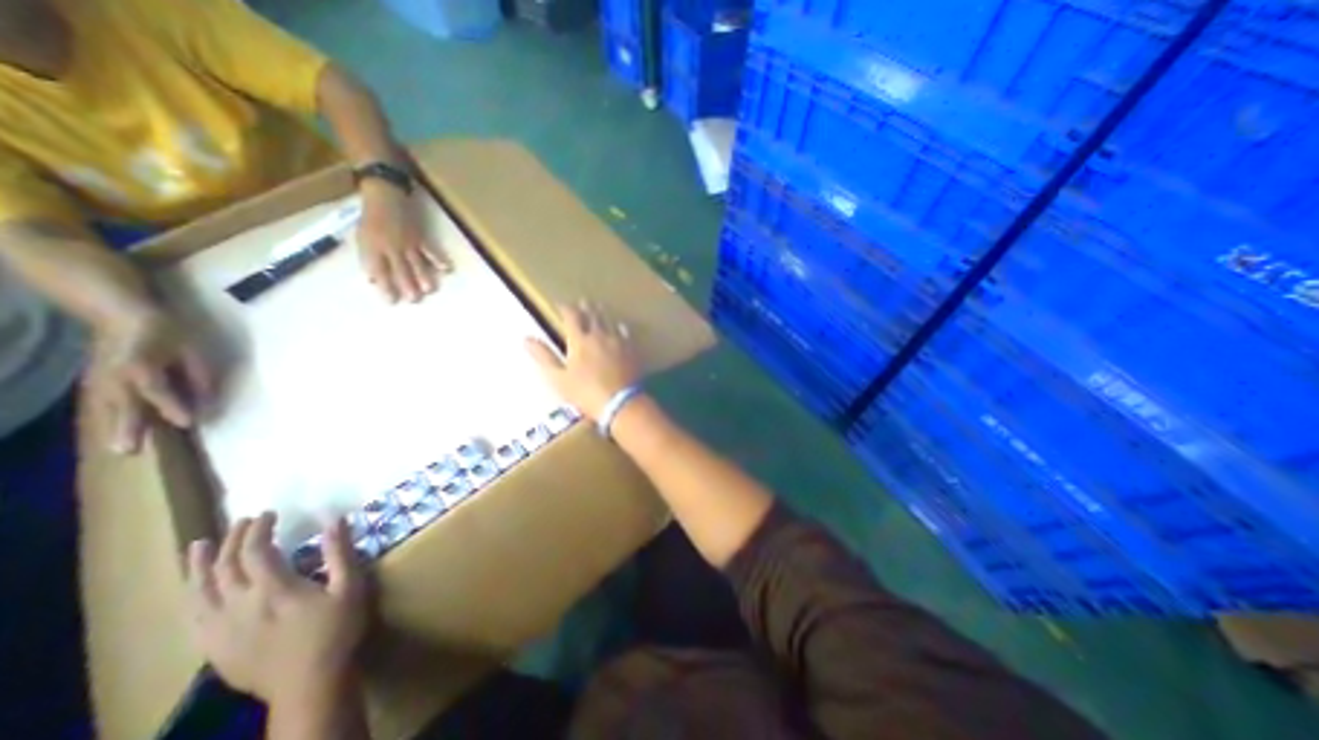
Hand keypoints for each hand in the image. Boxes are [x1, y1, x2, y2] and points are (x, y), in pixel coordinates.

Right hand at [83, 307, 212, 455]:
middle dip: (129, 428)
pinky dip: (107, 417)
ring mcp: (101, 378)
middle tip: (129, 451)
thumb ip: (199, 375)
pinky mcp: (96, 379)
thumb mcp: (192, 350)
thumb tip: (208, 399)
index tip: (188, 423)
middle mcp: (116, 376)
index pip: (160, 392)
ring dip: (115, 427)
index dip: (174, 407)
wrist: (121, 312)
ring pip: (109, 408)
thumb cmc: (168, 331)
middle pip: (125, 406)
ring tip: (119, 448)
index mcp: (142, 368)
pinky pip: (103, 402)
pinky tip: (112, 430)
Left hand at [178, 513, 364, 707]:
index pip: (256, 551)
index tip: (269, 513)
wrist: (309, 683)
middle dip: (232, 540)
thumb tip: (335, 520)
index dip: (259, 529)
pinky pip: (193, 616)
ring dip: (198, 566)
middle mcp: (238, 605)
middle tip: (244, 521)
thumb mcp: (349, 587)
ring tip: (198, 546)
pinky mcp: (213, 647)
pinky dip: (192, 595)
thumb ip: (340, 553)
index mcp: (273, 589)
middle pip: (224, 567)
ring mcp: (219, 629)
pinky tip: (195, 589)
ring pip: (198, 592)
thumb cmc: (336, 630)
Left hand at [358, 180, 451, 300]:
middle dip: (407, 285)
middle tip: (415, 300)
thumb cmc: (371, 220)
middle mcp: (390, 247)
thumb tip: (374, 281)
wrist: (383, 196)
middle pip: (400, 270)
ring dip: (424, 276)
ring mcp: (407, 243)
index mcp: (373, 248)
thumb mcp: (363, 240)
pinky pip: (431, 250)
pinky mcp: (420, 237)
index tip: (391, 302)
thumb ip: (370, 260)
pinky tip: (447, 269)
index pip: (379, 271)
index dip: (385, 287)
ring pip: (417, 262)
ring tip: (430, 290)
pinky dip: (439, 259)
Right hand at [525, 298, 640, 415]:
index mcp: (580, 340)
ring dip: (603, 314)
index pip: (571, 316)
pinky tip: (620, 327)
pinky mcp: (632, 350)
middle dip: (586, 307)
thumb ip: (544, 357)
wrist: (621, 402)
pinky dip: (620, 327)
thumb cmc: (585, 392)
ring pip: (610, 321)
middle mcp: (599, 335)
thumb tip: (526, 338)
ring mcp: (618, 341)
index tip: (560, 304)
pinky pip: (626, 333)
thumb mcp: (558, 378)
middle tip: (583, 301)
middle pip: (592, 315)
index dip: (565, 308)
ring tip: (600, 307)